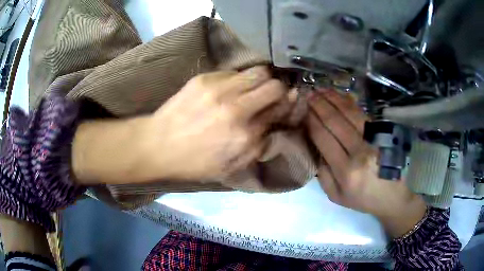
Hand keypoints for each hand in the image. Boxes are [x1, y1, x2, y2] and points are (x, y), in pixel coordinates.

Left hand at [144, 66, 290, 180]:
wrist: (158, 145)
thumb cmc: (195, 163)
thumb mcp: (231, 167)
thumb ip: (258, 146)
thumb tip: (274, 123)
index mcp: (245, 136)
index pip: (280, 111)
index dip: (286, 106)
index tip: (285, 104)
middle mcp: (237, 109)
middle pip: (274, 86)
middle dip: (278, 90)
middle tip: (271, 95)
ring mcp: (220, 89)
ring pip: (258, 72)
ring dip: (261, 79)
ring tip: (253, 88)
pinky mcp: (204, 78)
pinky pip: (234, 71)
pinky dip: (239, 79)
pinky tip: (230, 88)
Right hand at [306, 89, 426, 237]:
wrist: (393, 197)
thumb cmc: (363, 198)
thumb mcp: (336, 196)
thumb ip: (323, 174)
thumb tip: (316, 147)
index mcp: (346, 170)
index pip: (323, 138)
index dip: (312, 121)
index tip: (304, 111)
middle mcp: (360, 152)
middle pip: (335, 121)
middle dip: (319, 105)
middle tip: (308, 94)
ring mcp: (374, 140)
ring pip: (350, 113)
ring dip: (333, 98)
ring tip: (321, 89)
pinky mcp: (383, 134)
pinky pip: (363, 113)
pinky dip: (349, 102)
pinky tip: (340, 96)